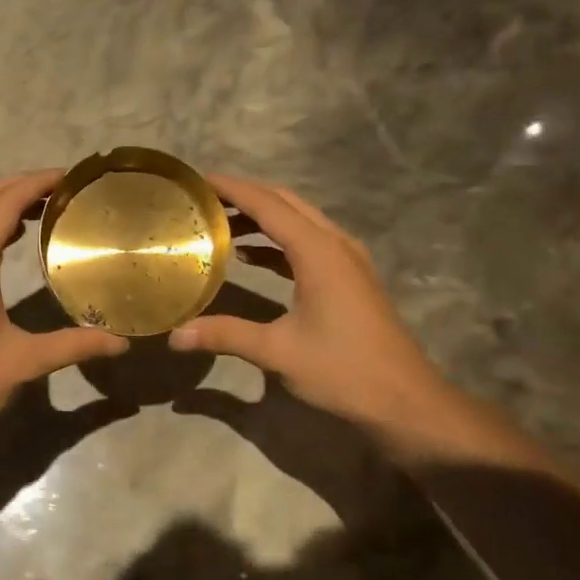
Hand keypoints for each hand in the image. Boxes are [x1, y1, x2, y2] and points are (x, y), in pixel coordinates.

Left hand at [0, 170, 127, 451]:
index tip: (70, 178)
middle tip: (61, 191)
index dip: (37, 183)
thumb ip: (73, 345)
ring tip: (41, 212)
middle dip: (19, 185)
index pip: (4, 203)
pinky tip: (8, 246)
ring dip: (0, 204)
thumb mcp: (23, 362)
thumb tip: (120, 342)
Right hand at [169, 174, 439, 432]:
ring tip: (221, 223)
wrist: (404, 400)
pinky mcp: (350, 279)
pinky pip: (309, 244)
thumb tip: (174, 336)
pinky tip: (252, 257)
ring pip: (300, 222)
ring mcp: (348, 260)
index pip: (268, 205)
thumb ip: (225, 335)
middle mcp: (335, 244)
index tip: (199, 179)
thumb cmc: (343, 370)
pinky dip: (278, 242)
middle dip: (246, 196)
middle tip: (205, 199)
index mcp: (319, 251)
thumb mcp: (278, 352)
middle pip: (286, 203)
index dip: (232, 189)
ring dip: (263, 218)